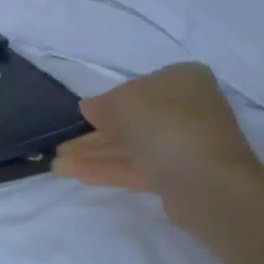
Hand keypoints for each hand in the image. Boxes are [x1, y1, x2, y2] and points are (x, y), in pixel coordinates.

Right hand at [53, 63, 263, 210]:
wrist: (206, 182)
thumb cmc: (165, 125)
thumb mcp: (123, 102)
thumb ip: (103, 104)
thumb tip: (90, 108)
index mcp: (182, 80)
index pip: (138, 87)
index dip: (107, 101)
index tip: (84, 116)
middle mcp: (187, 109)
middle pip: (131, 120)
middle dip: (94, 134)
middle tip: (62, 146)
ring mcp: (183, 145)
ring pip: (130, 146)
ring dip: (93, 154)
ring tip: (57, 164)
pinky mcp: (177, 175)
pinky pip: (135, 167)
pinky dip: (106, 168)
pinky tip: (73, 173)